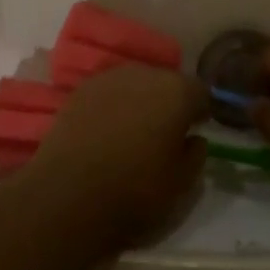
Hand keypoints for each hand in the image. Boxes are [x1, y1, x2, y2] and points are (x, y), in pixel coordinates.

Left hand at [19, 65, 208, 250]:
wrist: (68, 195)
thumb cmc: (134, 191)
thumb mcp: (181, 184)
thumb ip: (196, 154)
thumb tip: (193, 138)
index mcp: (177, 92)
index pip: (201, 91)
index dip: (201, 110)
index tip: (196, 129)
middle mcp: (145, 74)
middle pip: (167, 82)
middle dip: (169, 102)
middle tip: (164, 131)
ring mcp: (110, 78)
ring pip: (136, 84)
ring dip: (140, 101)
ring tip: (133, 130)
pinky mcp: (81, 90)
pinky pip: (109, 92)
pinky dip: (113, 106)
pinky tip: (106, 131)